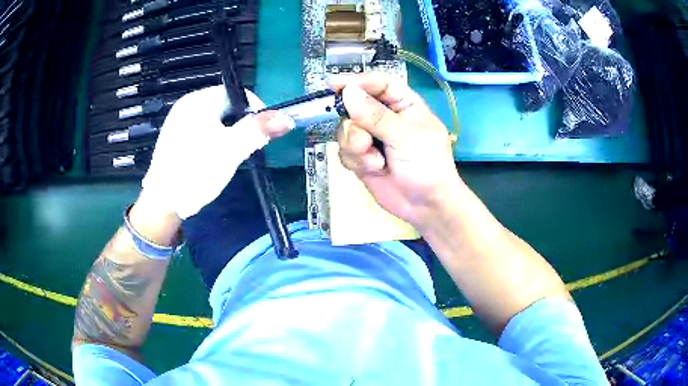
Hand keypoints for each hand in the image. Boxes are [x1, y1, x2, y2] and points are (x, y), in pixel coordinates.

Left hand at [140, 85, 293, 219]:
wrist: (163, 204)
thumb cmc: (195, 173)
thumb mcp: (230, 150)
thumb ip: (257, 131)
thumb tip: (286, 117)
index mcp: (199, 101)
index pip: (237, 93)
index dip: (255, 111)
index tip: (261, 135)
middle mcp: (187, 105)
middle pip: (226, 106)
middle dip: (241, 125)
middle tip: (246, 149)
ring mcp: (179, 121)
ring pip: (215, 120)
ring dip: (228, 134)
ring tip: (229, 156)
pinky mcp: (175, 137)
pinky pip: (202, 130)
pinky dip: (214, 140)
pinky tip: (212, 159)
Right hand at [331, 74, 461, 231]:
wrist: (426, 206)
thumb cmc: (427, 166)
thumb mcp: (406, 137)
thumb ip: (376, 116)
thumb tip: (348, 93)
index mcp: (403, 104)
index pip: (378, 84)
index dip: (357, 82)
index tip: (333, 85)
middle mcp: (384, 117)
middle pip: (354, 106)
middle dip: (355, 124)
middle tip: (364, 141)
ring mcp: (371, 137)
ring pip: (345, 130)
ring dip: (356, 147)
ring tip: (376, 161)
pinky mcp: (362, 157)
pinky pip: (344, 151)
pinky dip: (356, 161)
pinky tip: (374, 169)